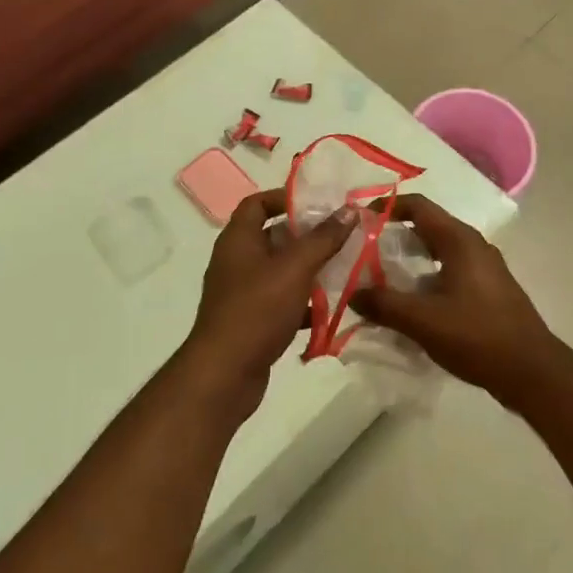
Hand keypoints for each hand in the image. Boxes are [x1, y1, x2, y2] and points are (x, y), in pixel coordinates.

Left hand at [179, 189, 355, 417]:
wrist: (224, 375)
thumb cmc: (256, 309)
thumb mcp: (295, 268)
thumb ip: (323, 238)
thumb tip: (349, 209)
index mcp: (238, 239)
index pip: (257, 203)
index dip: (284, 197)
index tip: (317, 203)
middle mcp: (237, 260)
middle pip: (274, 236)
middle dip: (307, 236)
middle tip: (342, 236)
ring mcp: (243, 293)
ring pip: (281, 271)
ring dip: (310, 269)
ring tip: (345, 268)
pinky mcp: (252, 321)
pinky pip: (282, 301)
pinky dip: (304, 302)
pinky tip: (331, 308)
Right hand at [351, 194, 561, 403]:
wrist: (532, 372)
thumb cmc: (477, 336)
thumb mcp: (423, 321)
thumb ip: (385, 305)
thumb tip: (353, 294)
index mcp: (459, 240)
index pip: (418, 206)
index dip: (387, 207)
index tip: (360, 220)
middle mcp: (473, 244)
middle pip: (428, 226)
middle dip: (395, 235)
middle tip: (365, 252)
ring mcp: (485, 267)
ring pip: (440, 249)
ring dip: (411, 258)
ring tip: (383, 278)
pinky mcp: (490, 289)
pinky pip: (451, 269)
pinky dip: (428, 276)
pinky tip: (415, 303)